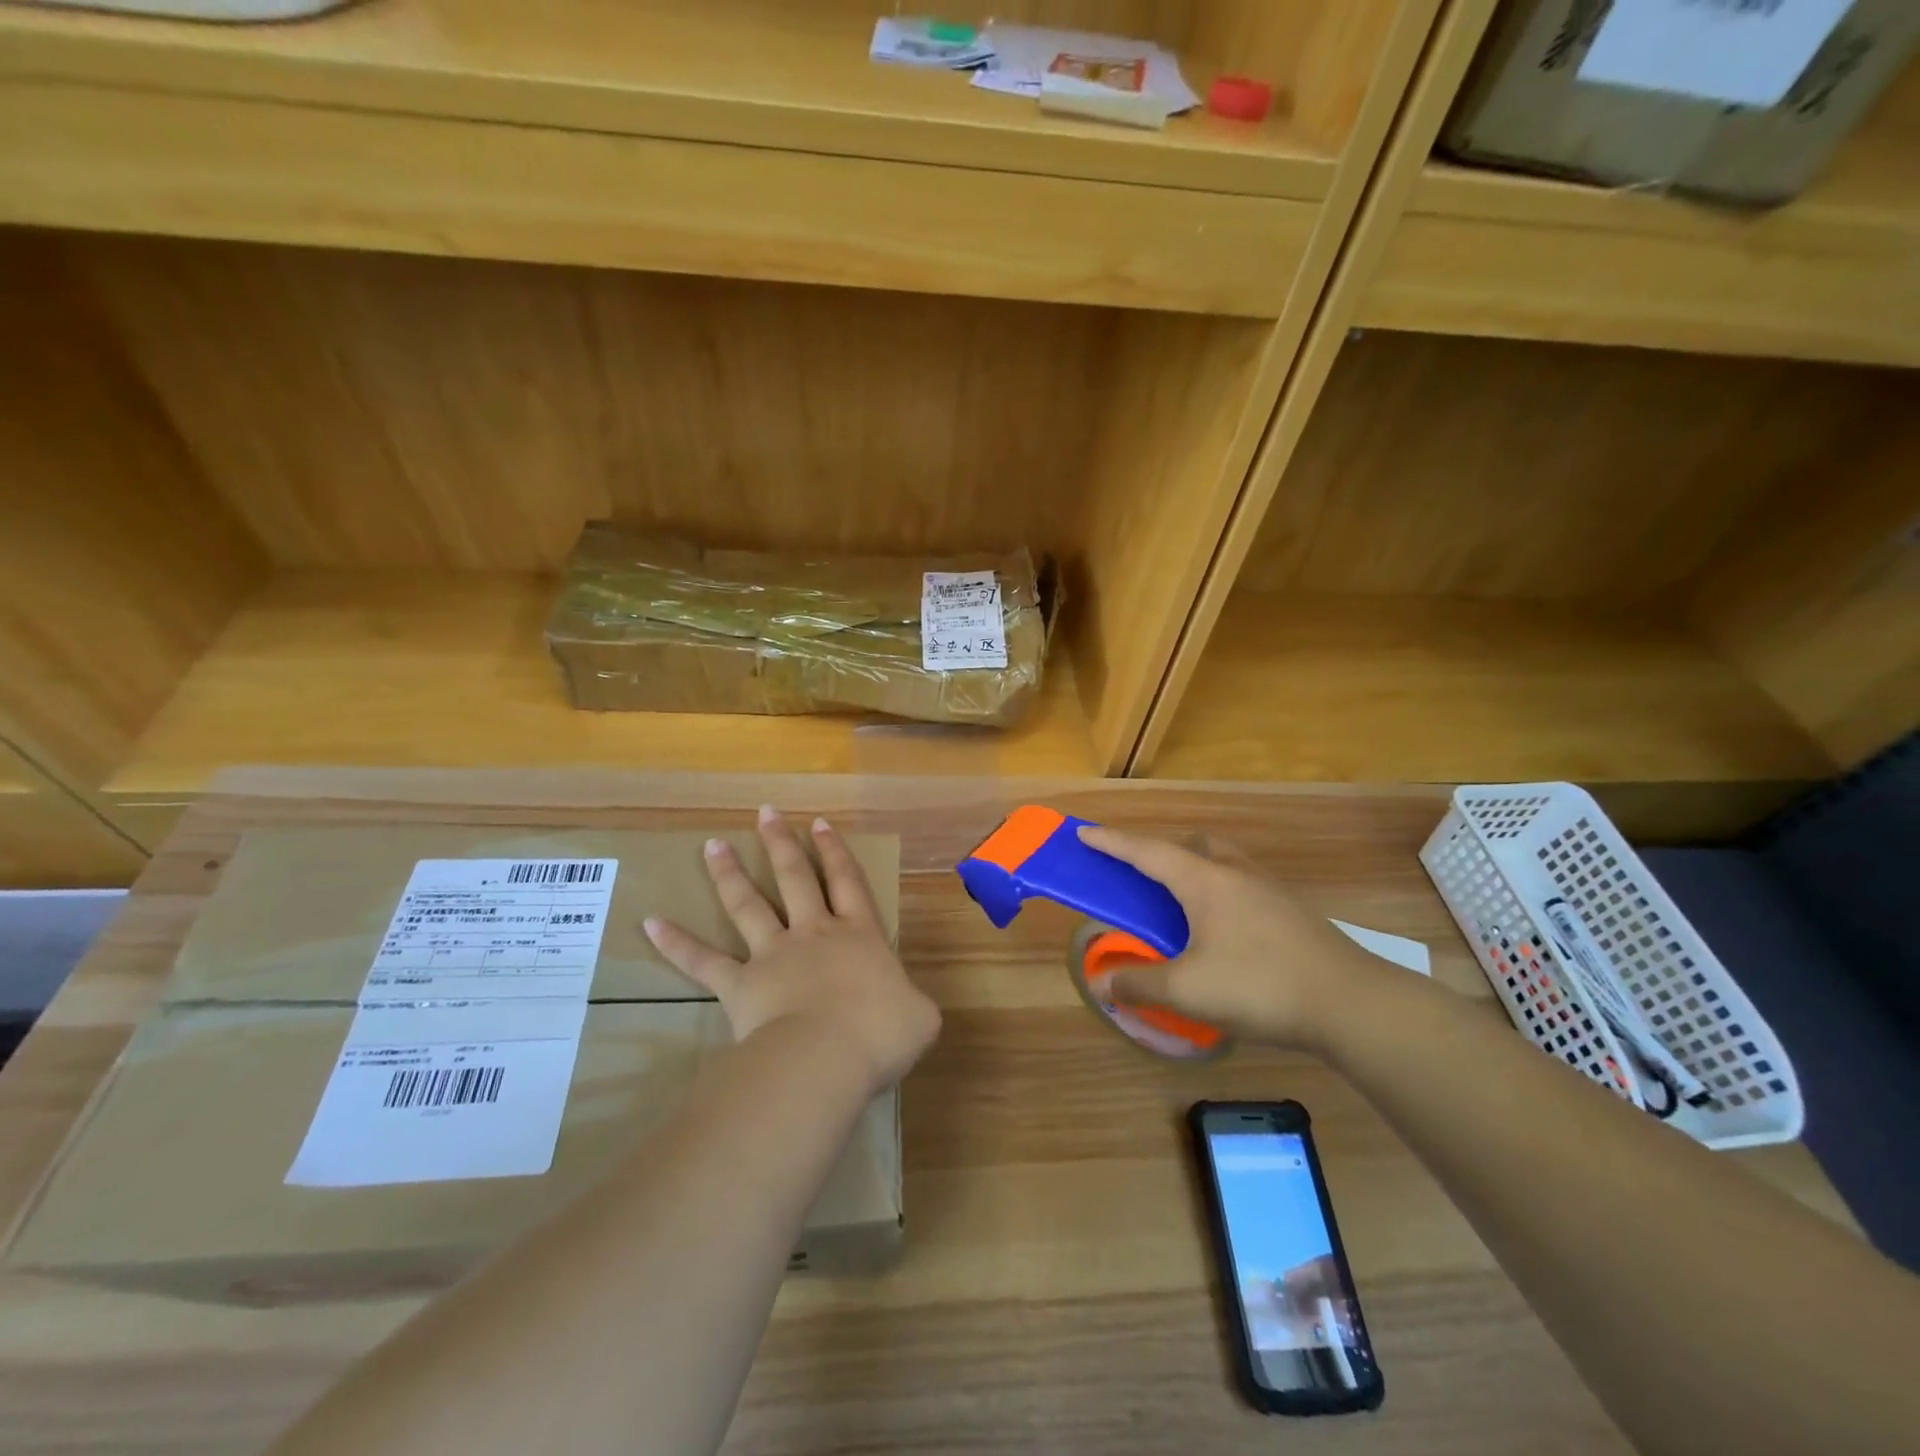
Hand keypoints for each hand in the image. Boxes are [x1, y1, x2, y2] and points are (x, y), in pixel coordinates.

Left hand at [644, 806, 940, 1092]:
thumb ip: (912, 1002)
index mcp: (859, 935)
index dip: (834, 851)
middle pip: (795, 878)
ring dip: (729, 874)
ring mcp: (773, 955)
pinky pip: (703, 961)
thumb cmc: (881, 1033)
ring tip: (712, 844)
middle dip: (781, 844)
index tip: (818, 823)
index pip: (846, 882)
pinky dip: (676, 943)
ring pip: (748, 905)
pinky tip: (649, 923)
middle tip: (765, 813)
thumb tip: (908, 1009)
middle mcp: (814, 934)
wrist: (829, 1056)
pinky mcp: (740, 984)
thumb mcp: (918, 1017)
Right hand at [1077, 825, 1396, 1052]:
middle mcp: (1236, 873)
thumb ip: (1140, 984)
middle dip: (1159, 851)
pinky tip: (1223, 930)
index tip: (1084, 832)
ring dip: (1193, 868)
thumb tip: (1102, 982)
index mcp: (1205, 882)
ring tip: (1180, 901)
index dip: (1112, 841)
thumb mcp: (1188, 991)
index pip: (1147, 851)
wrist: (1354, 1004)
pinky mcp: (1292, 911)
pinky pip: (1242, 883)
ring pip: (1221, 861)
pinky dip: (1219, 891)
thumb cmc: (1260, 987)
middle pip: (1190, 845)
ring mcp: (1269, 890)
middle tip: (1140, 873)